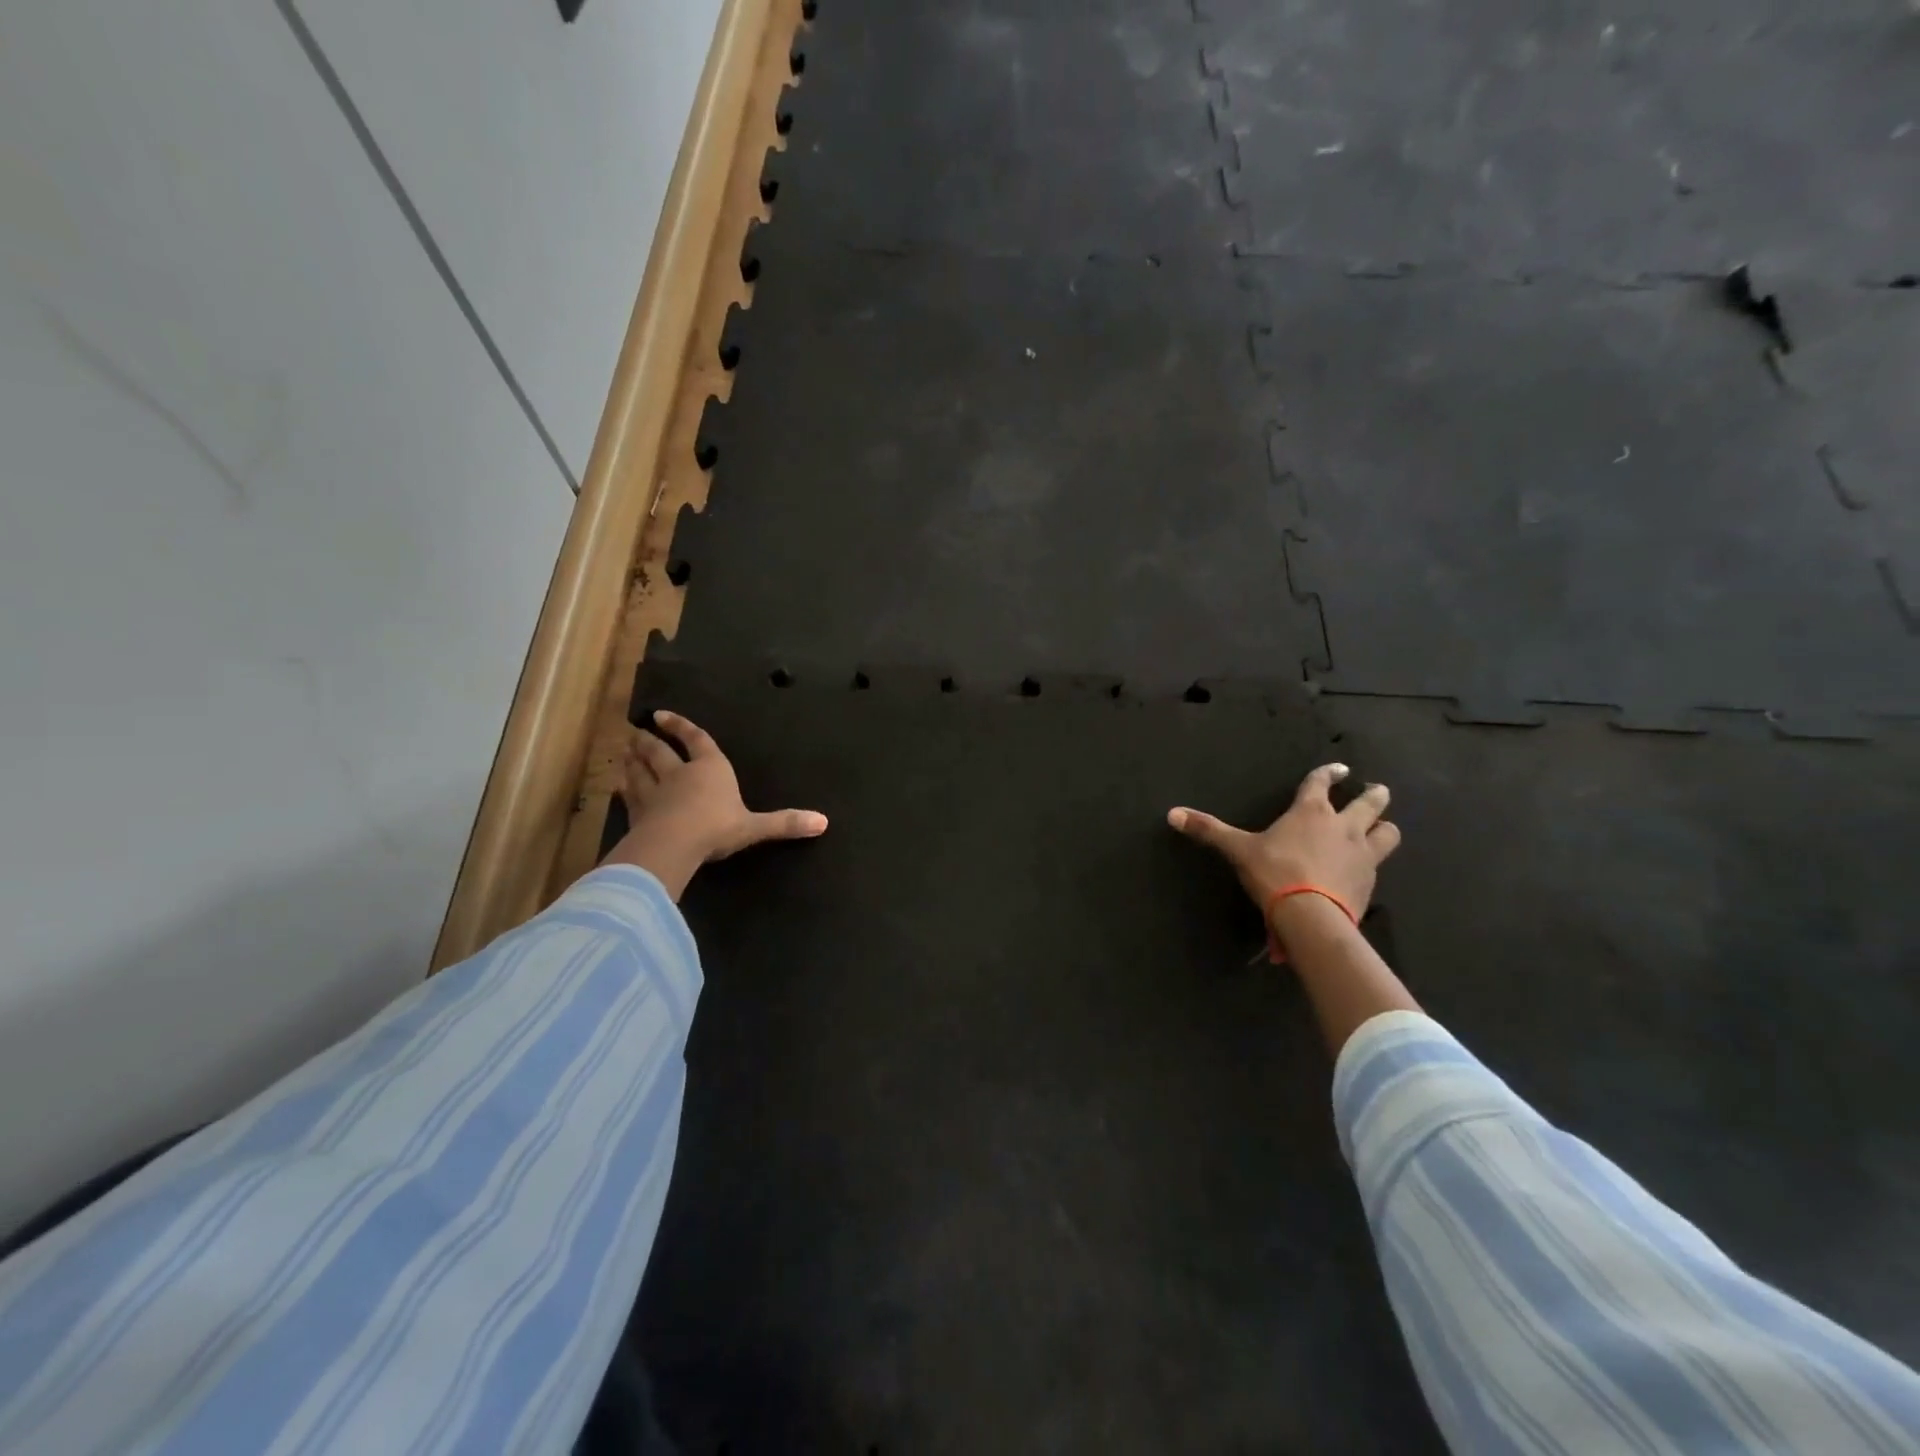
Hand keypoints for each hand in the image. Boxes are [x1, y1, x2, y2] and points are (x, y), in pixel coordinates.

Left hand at [604, 711, 827, 899]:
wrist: (673, 845)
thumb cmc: (716, 827)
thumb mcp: (754, 826)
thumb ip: (784, 823)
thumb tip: (823, 822)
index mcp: (710, 769)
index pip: (695, 740)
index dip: (681, 727)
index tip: (662, 716)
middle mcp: (679, 774)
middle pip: (658, 752)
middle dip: (648, 741)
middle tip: (637, 733)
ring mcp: (653, 793)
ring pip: (638, 771)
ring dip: (632, 761)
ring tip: (625, 752)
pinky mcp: (637, 814)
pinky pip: (628, 798)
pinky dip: (622, 790)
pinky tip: (617, 787)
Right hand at [1167, 763, 1400, 921]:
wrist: (1311, 916)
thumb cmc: (1274, 873)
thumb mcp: (1238, 850)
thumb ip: (1209, 830)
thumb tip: (1171, 814)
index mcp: (1311, 812)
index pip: (1322, 782)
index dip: (1330, 773)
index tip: (1340, 768)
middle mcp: (1344, 825)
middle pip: (1371, 802)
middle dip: (1374, 794)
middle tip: (1375, 791)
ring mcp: (1362, 853)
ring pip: (1388, 832)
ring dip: (1384, 827)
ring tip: (1380, 829)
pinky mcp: (1370, 881)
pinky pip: (1380, 865)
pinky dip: (1374, 862)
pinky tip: (1364, 869)